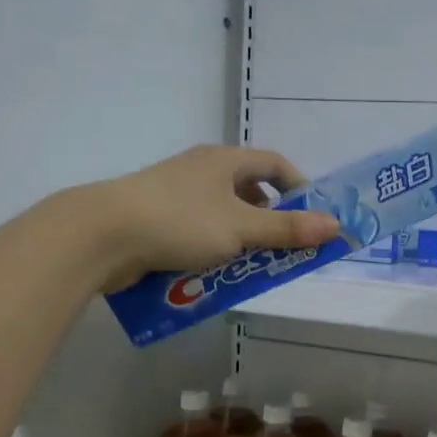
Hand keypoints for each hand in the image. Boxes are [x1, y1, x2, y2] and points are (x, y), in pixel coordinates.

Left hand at [73, 145, 340, 291]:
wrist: (101, 236)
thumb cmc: (179, 222)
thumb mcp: (241, 228)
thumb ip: (288, 230)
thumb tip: (336, 226)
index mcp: (224, 161)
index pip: (274, 163)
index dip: (299, 187)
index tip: (312, 217)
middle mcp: (201, 171)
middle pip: (250, 191)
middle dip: (271, 222)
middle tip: (285, 250)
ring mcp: (175, 195)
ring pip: (223, 216)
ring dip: (242, 241)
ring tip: (251, 267)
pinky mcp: (155, 220)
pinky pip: (197, 233)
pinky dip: (213, 251)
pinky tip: (214, 275)